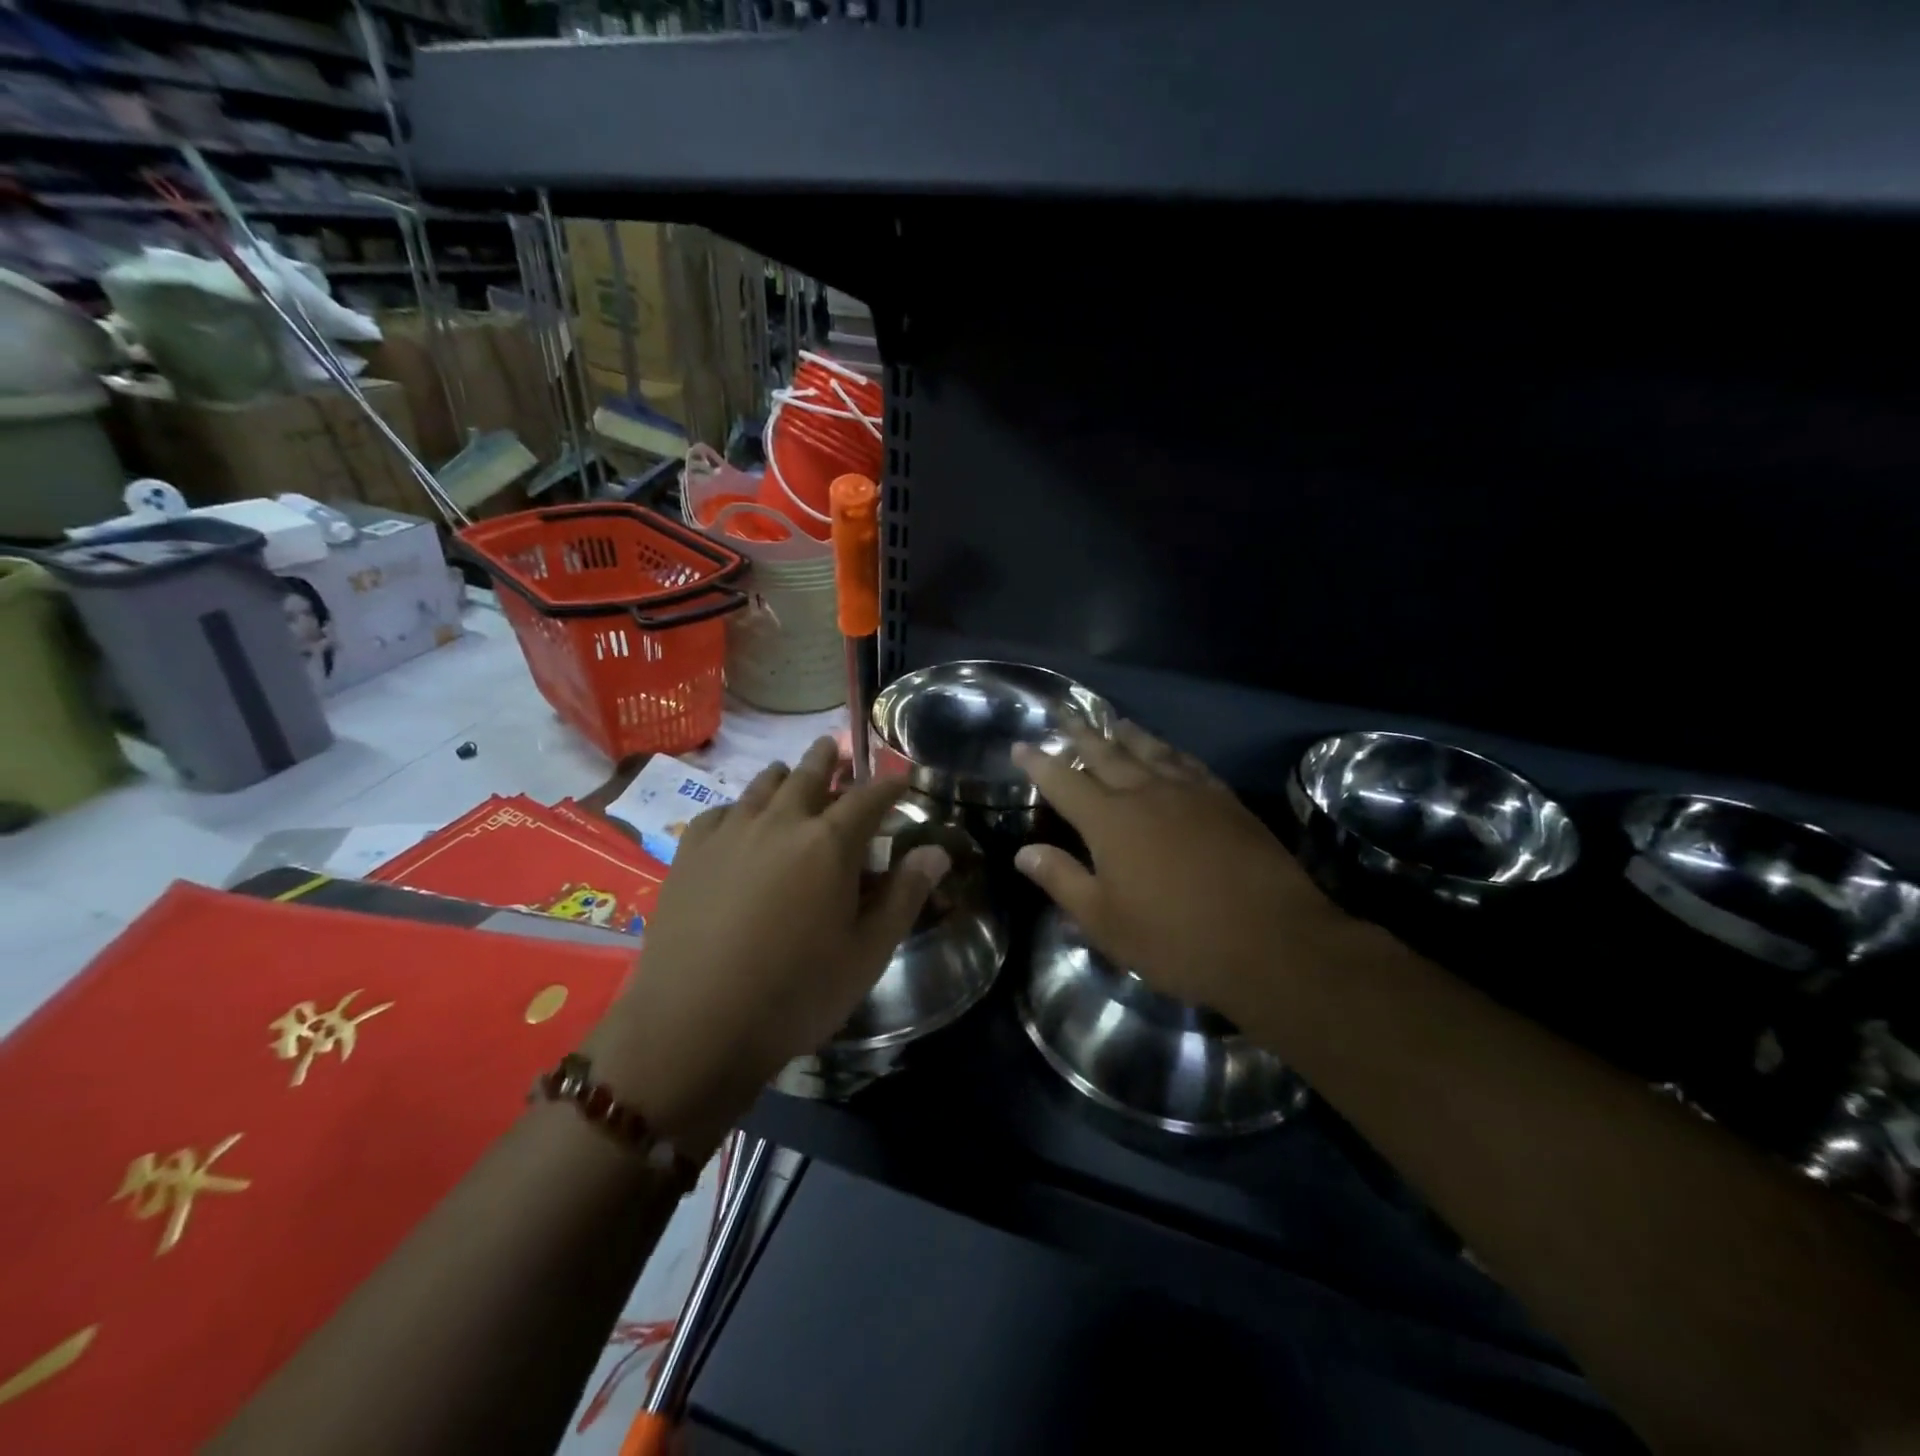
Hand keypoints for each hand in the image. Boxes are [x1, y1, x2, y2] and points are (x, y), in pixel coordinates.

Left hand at [584, 737, 949, 1155]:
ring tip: (789, 773)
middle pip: (809, 774)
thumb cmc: (795, 994)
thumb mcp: (866, 953)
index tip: (899, 777)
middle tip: (836, 749)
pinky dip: (738, 807)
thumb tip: (937, 851)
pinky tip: (737, 820)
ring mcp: (729, 833)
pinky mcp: (689, 853)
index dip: (888, 784)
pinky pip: (719, 812)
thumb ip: (904, 896)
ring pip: (762, 786)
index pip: (868, 797)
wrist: (693, 1026)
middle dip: (829, 760)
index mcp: (829, 843)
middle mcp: (780, 822)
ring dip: (783, 776)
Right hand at [1012, 723, 1341, 1026]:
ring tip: (1113, 721)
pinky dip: (1170, 752)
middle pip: (1106, 754)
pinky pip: (1189, 764)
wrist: (1273, 942)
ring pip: (1150, 751)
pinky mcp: (1226, 801)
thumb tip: (1024, 851)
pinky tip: (1169, 753)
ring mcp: (1191, 793)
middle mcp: (1147, 793)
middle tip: (1064, 715)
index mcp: (1109, 820)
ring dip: (1126, 735)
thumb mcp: (1106, 921)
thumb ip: (1062, 880)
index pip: (1063, 781)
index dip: (1039, 763)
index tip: (1020, 745)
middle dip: (1081, 734)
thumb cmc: (1177, 939)